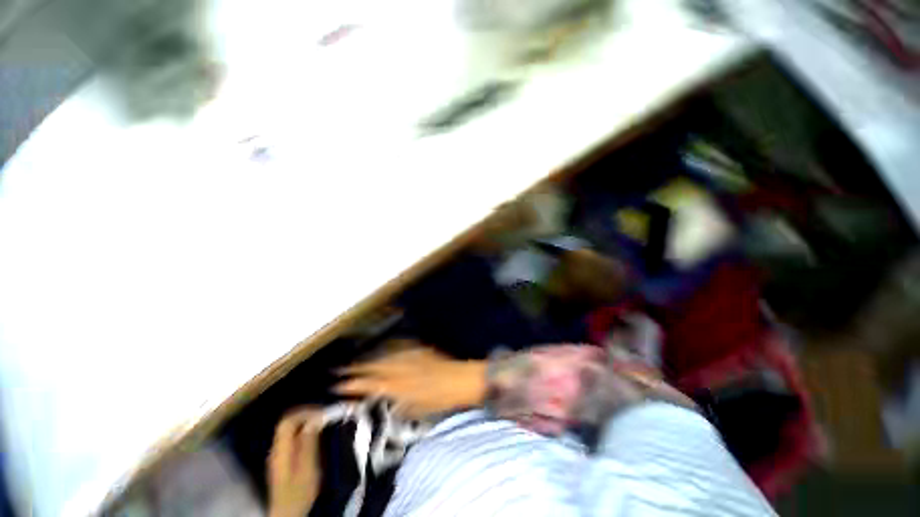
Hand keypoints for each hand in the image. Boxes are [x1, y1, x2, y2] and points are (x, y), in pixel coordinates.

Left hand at [267, 408, 322, 516]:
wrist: (288, 513)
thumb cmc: (300, 492)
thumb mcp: (308, 468)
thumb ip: (309, 442)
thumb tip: (315, 419)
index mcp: (281, 450)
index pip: (288, 420)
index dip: (305, 411)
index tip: (323, 411)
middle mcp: (276, 449)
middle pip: (287, 422)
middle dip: (306, 414)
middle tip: (324, 414)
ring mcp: (277, 454)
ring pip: (288, 429)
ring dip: (305, 422)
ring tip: (322, 423)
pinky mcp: (282, 460)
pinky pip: (291, 437)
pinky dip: (303, 431)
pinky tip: (314, 436)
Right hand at [335, 348, 486, 418]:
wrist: (461, 379)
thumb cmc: (442, 399)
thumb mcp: (421, 409)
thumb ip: (403, 405)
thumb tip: (391, 403)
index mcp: (401, 387)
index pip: (372, 385)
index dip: (355, 385)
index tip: (339, 386)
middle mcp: (403, 370)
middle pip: (375, 368)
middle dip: (356, 369)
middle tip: (339, 369)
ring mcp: (411, 357)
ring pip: (386, 356)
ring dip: (370, 358)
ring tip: (357, 360)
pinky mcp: (420, 350)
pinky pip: (400, 348)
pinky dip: (389, 349)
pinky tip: (384, 348)